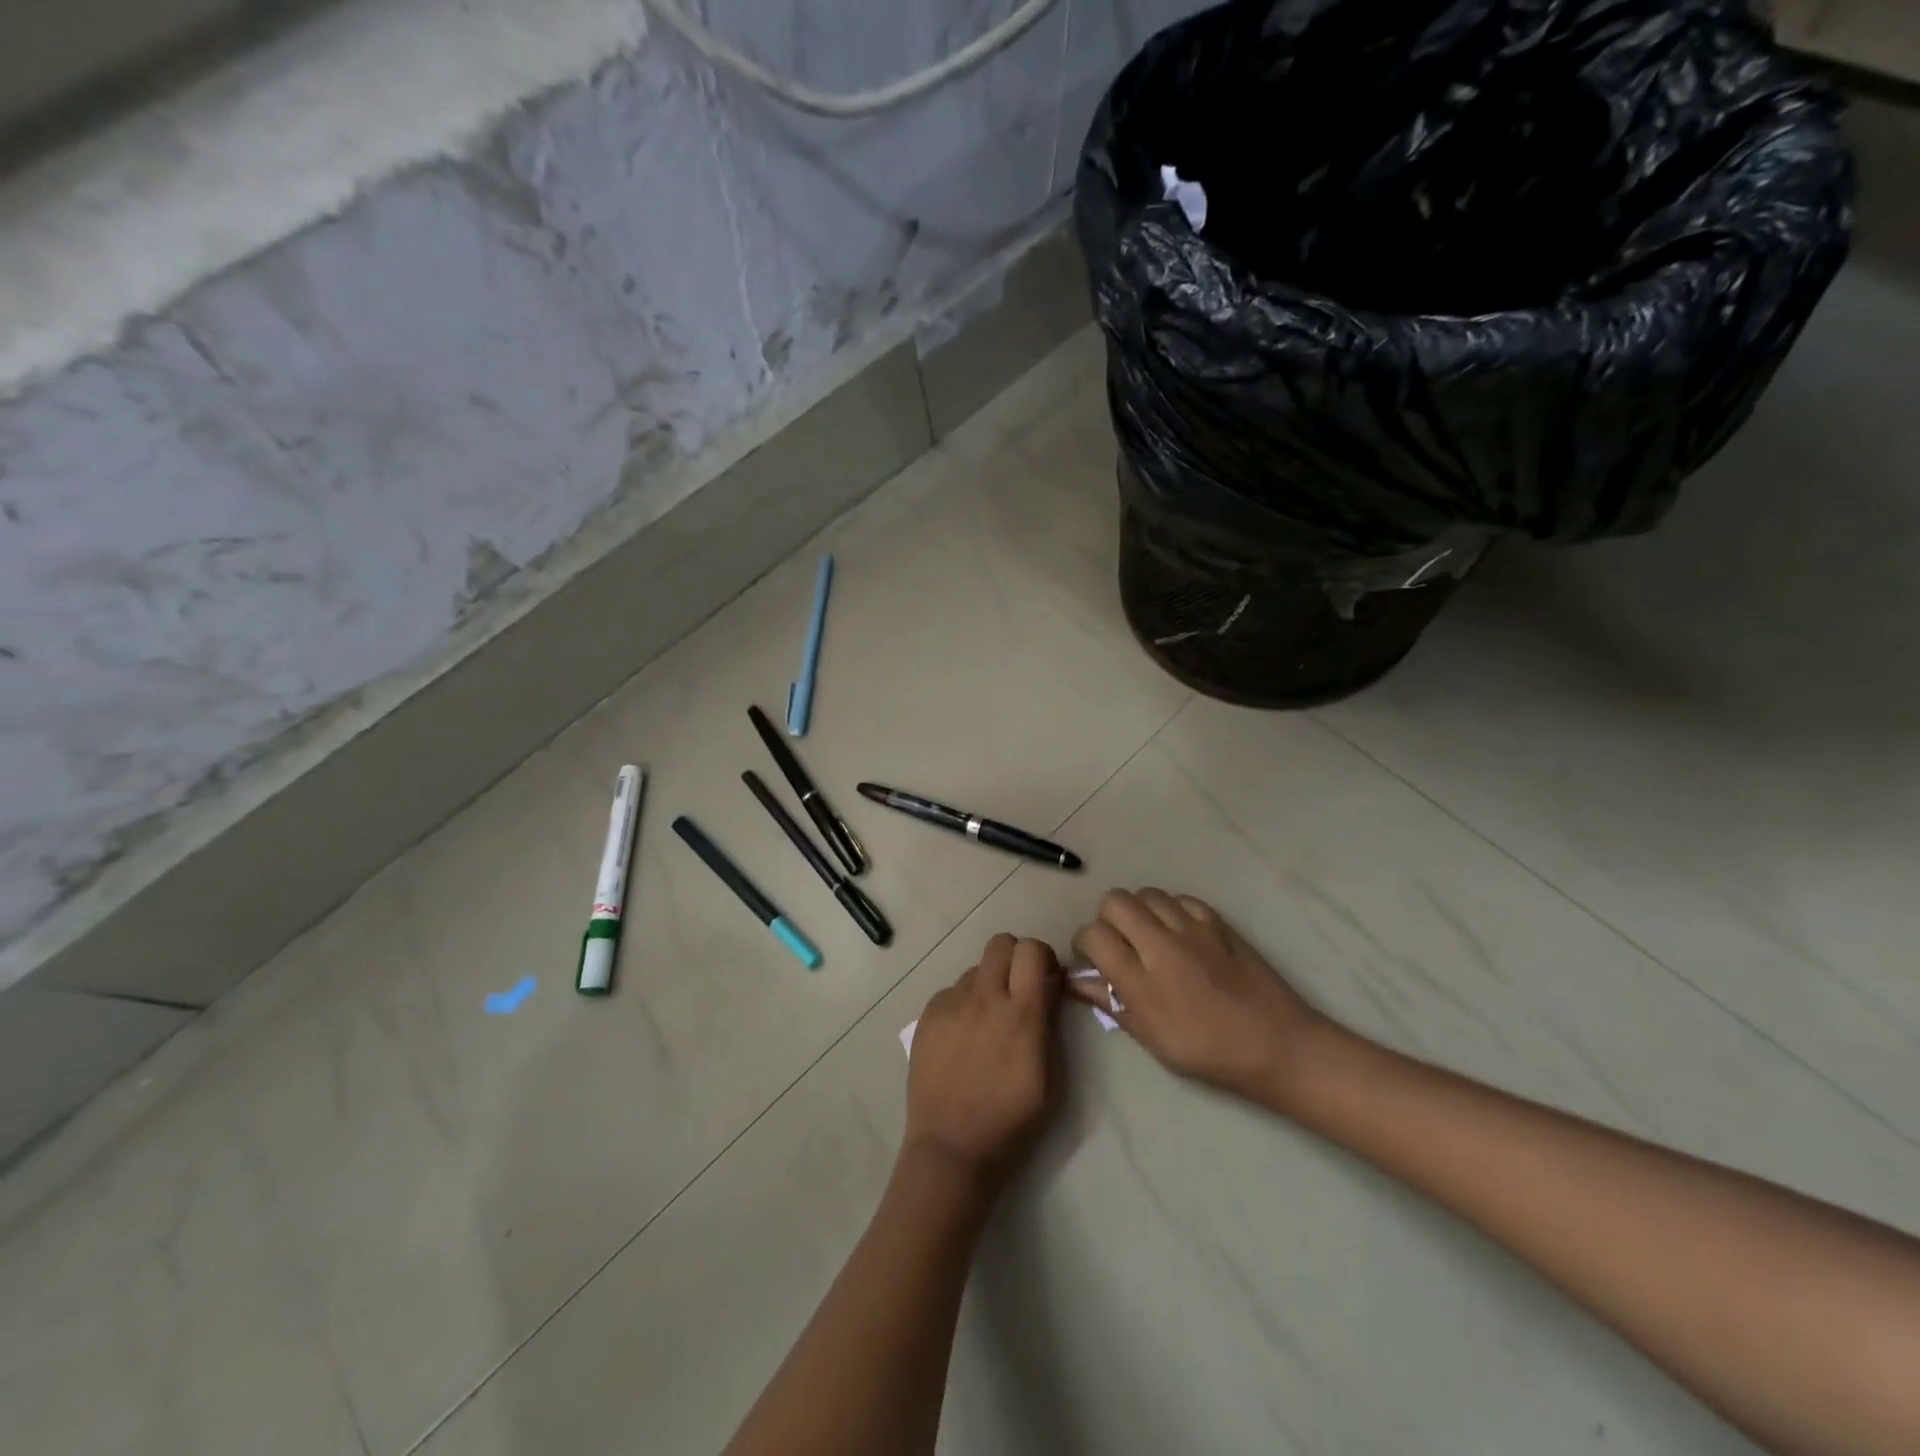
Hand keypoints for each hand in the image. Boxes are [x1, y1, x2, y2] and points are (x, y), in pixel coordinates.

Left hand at [904, 934, 1059, 1185]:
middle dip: (1015, 958)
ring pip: (976, 969)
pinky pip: (952, 992)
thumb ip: (1049, 1022)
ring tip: (987, 1022)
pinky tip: (962, 1038)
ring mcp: (951, 1004)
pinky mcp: (928, 1015)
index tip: (1046, 978)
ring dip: (988, 984)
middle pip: (1000, 943)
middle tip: (1018, 988)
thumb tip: (1049, 986)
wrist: (951, 1147)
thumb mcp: (1051, 1079)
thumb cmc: (1011, 1121)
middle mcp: (984, 998)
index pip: (1031, 950)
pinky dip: (963, 1004)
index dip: (1042, 956)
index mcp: (1020, 1014)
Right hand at [1071, 889, 1328, 1103]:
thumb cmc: (1209, 1051)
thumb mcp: (1152, 1038)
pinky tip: (1178, 933)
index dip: (1084, 944)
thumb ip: (1111, 1003)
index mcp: (1142, 980)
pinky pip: (1180, 899)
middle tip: (1119, 944)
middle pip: (1114, 901)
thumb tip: (1075, 980)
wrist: (1277, 1044)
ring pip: (1146, 893)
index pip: (1093, 935)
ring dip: (1138, 911)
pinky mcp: (1218, 922)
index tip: (1093, 959)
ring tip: (1148, 936)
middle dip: (1107, 919)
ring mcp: (1192, 928)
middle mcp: (1162, 944)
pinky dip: (1171, 910)